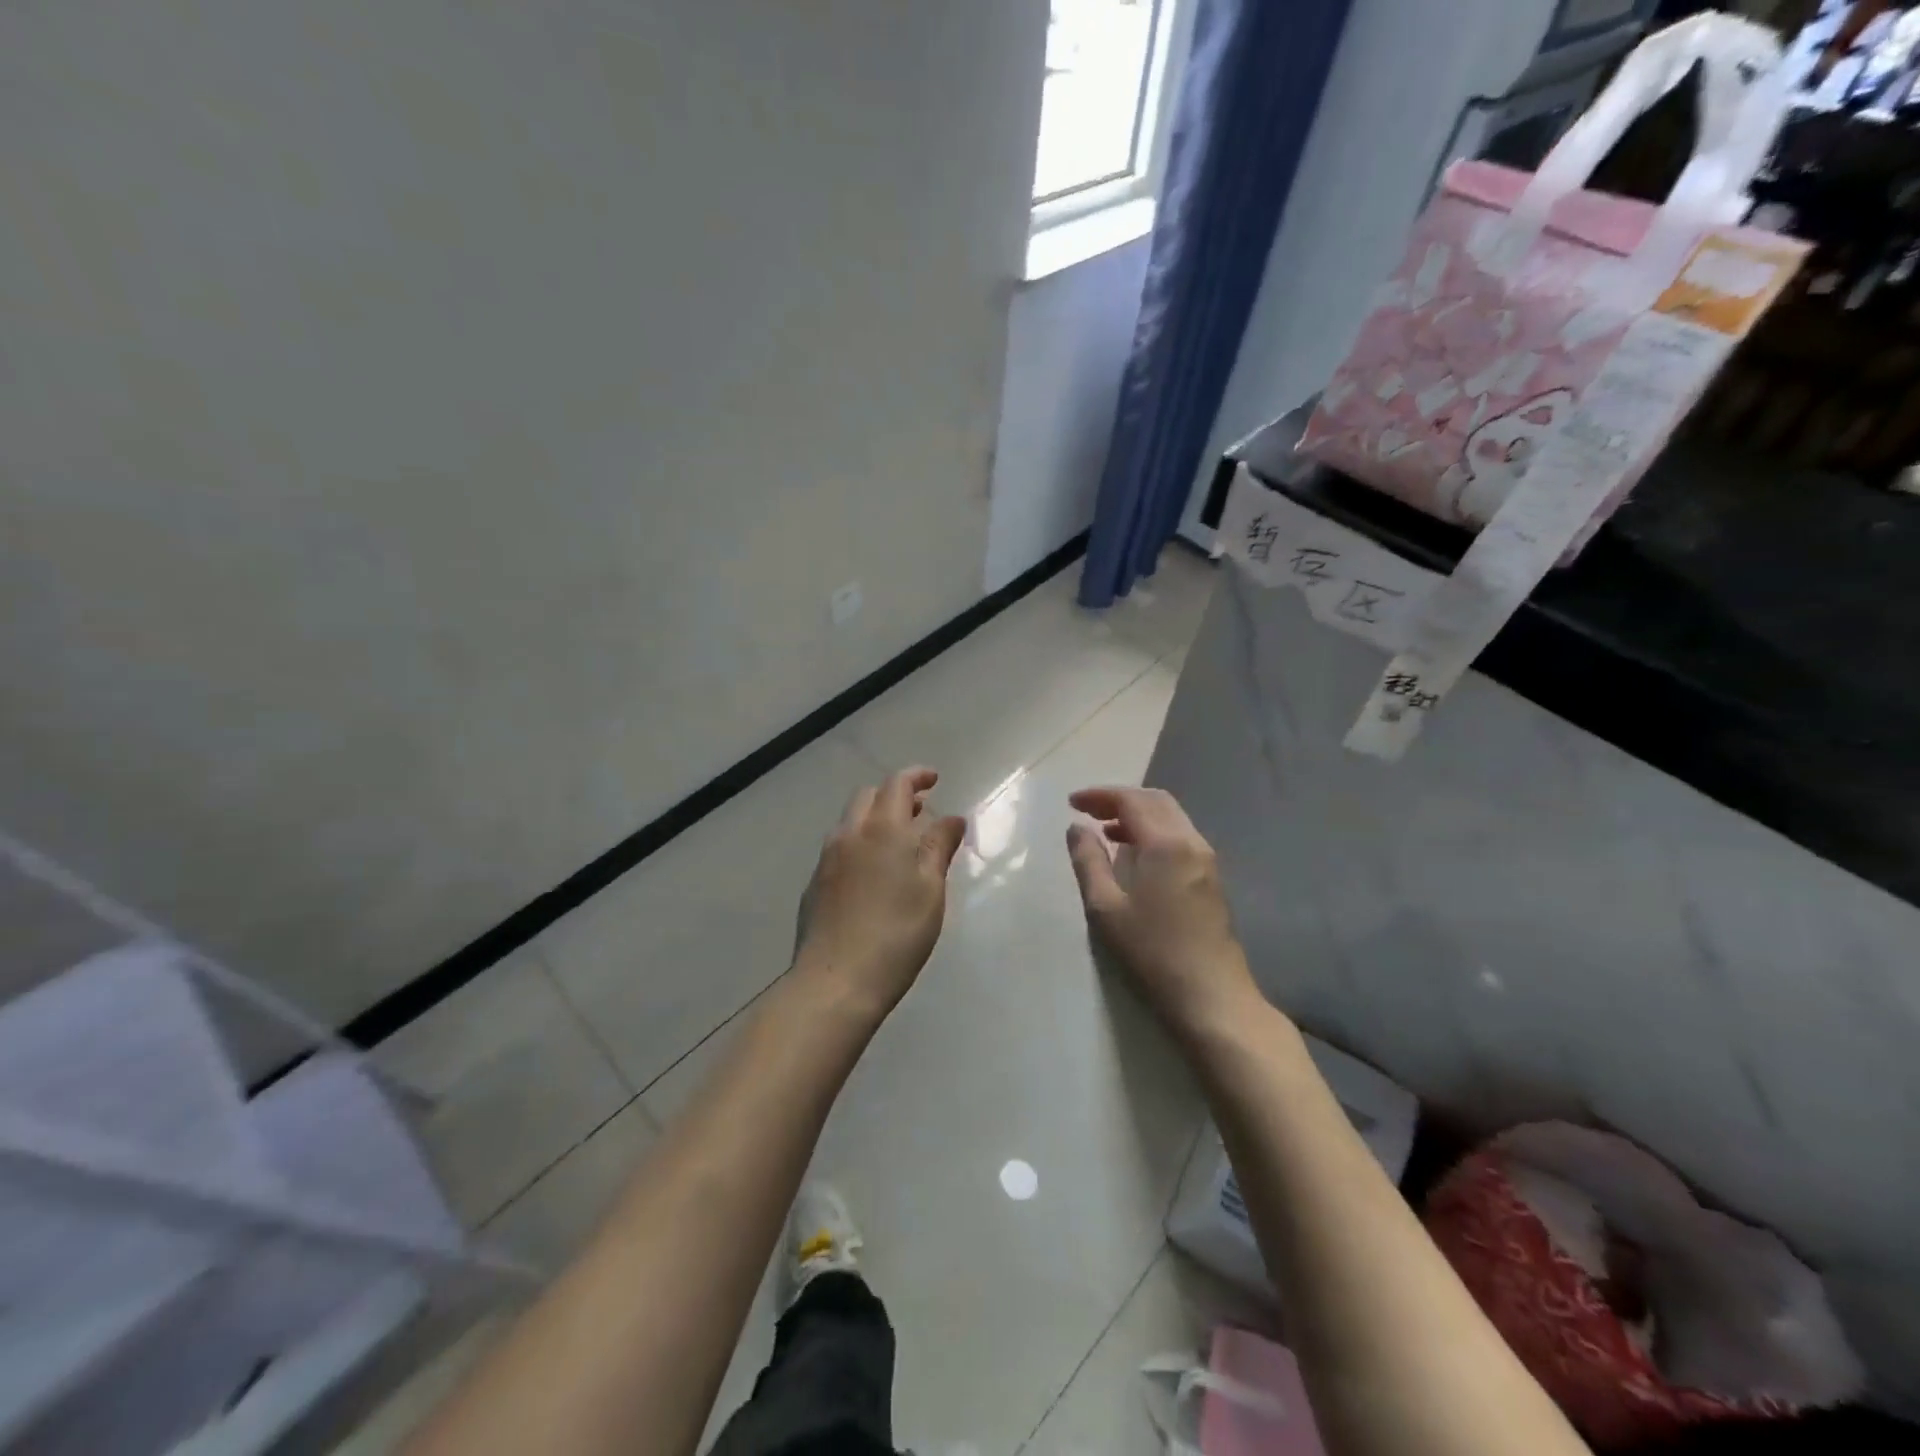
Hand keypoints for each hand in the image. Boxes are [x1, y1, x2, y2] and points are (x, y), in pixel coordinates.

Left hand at [794, 767, 967, 1017]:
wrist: (835, 981)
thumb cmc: (896, 935)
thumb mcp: (930, 890)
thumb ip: (939, 848)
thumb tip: (952, 818)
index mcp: (882, 830)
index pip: (897, 784)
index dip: (916, 776)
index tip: (934, 780)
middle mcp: (849, 835)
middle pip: (868, 796)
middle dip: (894, 795)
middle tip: (920, 812)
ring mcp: (826, 860)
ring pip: (850, 822)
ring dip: (875, 819)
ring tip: (899, 843)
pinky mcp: (814, 885)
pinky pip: (839, 848)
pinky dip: (860, 844)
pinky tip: (873, 875)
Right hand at [1066, 786, 1257, 1036]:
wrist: (1212, 997)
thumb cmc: (1152, 952)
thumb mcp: (1106, 908)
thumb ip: (1088, 862)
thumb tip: (1077, 828)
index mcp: (1166, 844)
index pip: (1131, 800)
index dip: (1099, 795)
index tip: (1072, 803)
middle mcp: (1191, 842)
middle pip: (1155, 800)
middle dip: (1120, 799)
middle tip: (1088, 811)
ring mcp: (1206, 860)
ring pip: (1171, 817)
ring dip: (1138, 815)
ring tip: (1106, 832)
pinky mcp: (1211, 879)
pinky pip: (1180, 836)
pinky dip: (1153, 832)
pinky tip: (1135, 856)